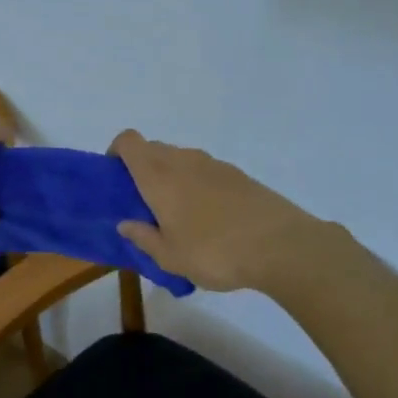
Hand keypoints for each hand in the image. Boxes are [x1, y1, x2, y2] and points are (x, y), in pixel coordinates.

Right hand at [109, 130, 316, 292]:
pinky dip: (197, 184)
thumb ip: (143, 238)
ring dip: (171, 176)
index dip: (117, 152)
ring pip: (180, 159)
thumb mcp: (170, 257)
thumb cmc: (214, 252)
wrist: (281, 246)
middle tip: (144, 203)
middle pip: (152, 148)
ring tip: (179, 214)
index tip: (116, 178)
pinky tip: (210, 218)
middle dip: (141, 168)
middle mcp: (183, 160)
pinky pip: (205, 170)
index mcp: (158, 176)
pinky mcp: (238, 174)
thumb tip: (125, 224)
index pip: (128, 141)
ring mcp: (213, 164)